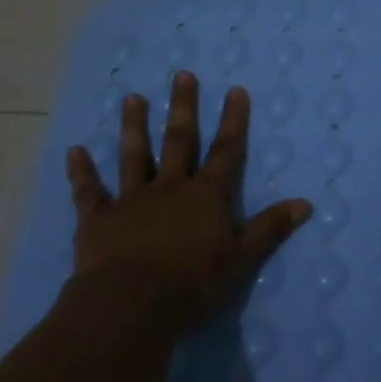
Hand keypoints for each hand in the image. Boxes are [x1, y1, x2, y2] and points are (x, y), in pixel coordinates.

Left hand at [65, 71, 311, 337]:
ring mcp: (132, 200)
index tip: (235, 90)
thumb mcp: (241, 259)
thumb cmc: (192, 284)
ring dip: (133, 127)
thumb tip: (306, 203)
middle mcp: (170, 188)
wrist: (130, 306)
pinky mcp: (99, 220)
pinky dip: (82, 172)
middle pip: (179, 141)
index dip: (233, 121)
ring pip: (134, 156)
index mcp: (206, 196)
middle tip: (181, 75)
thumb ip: (270, 229)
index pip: (226, 151)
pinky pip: (89, 191)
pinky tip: (74, 151)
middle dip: (182, 107)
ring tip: (132, 98)